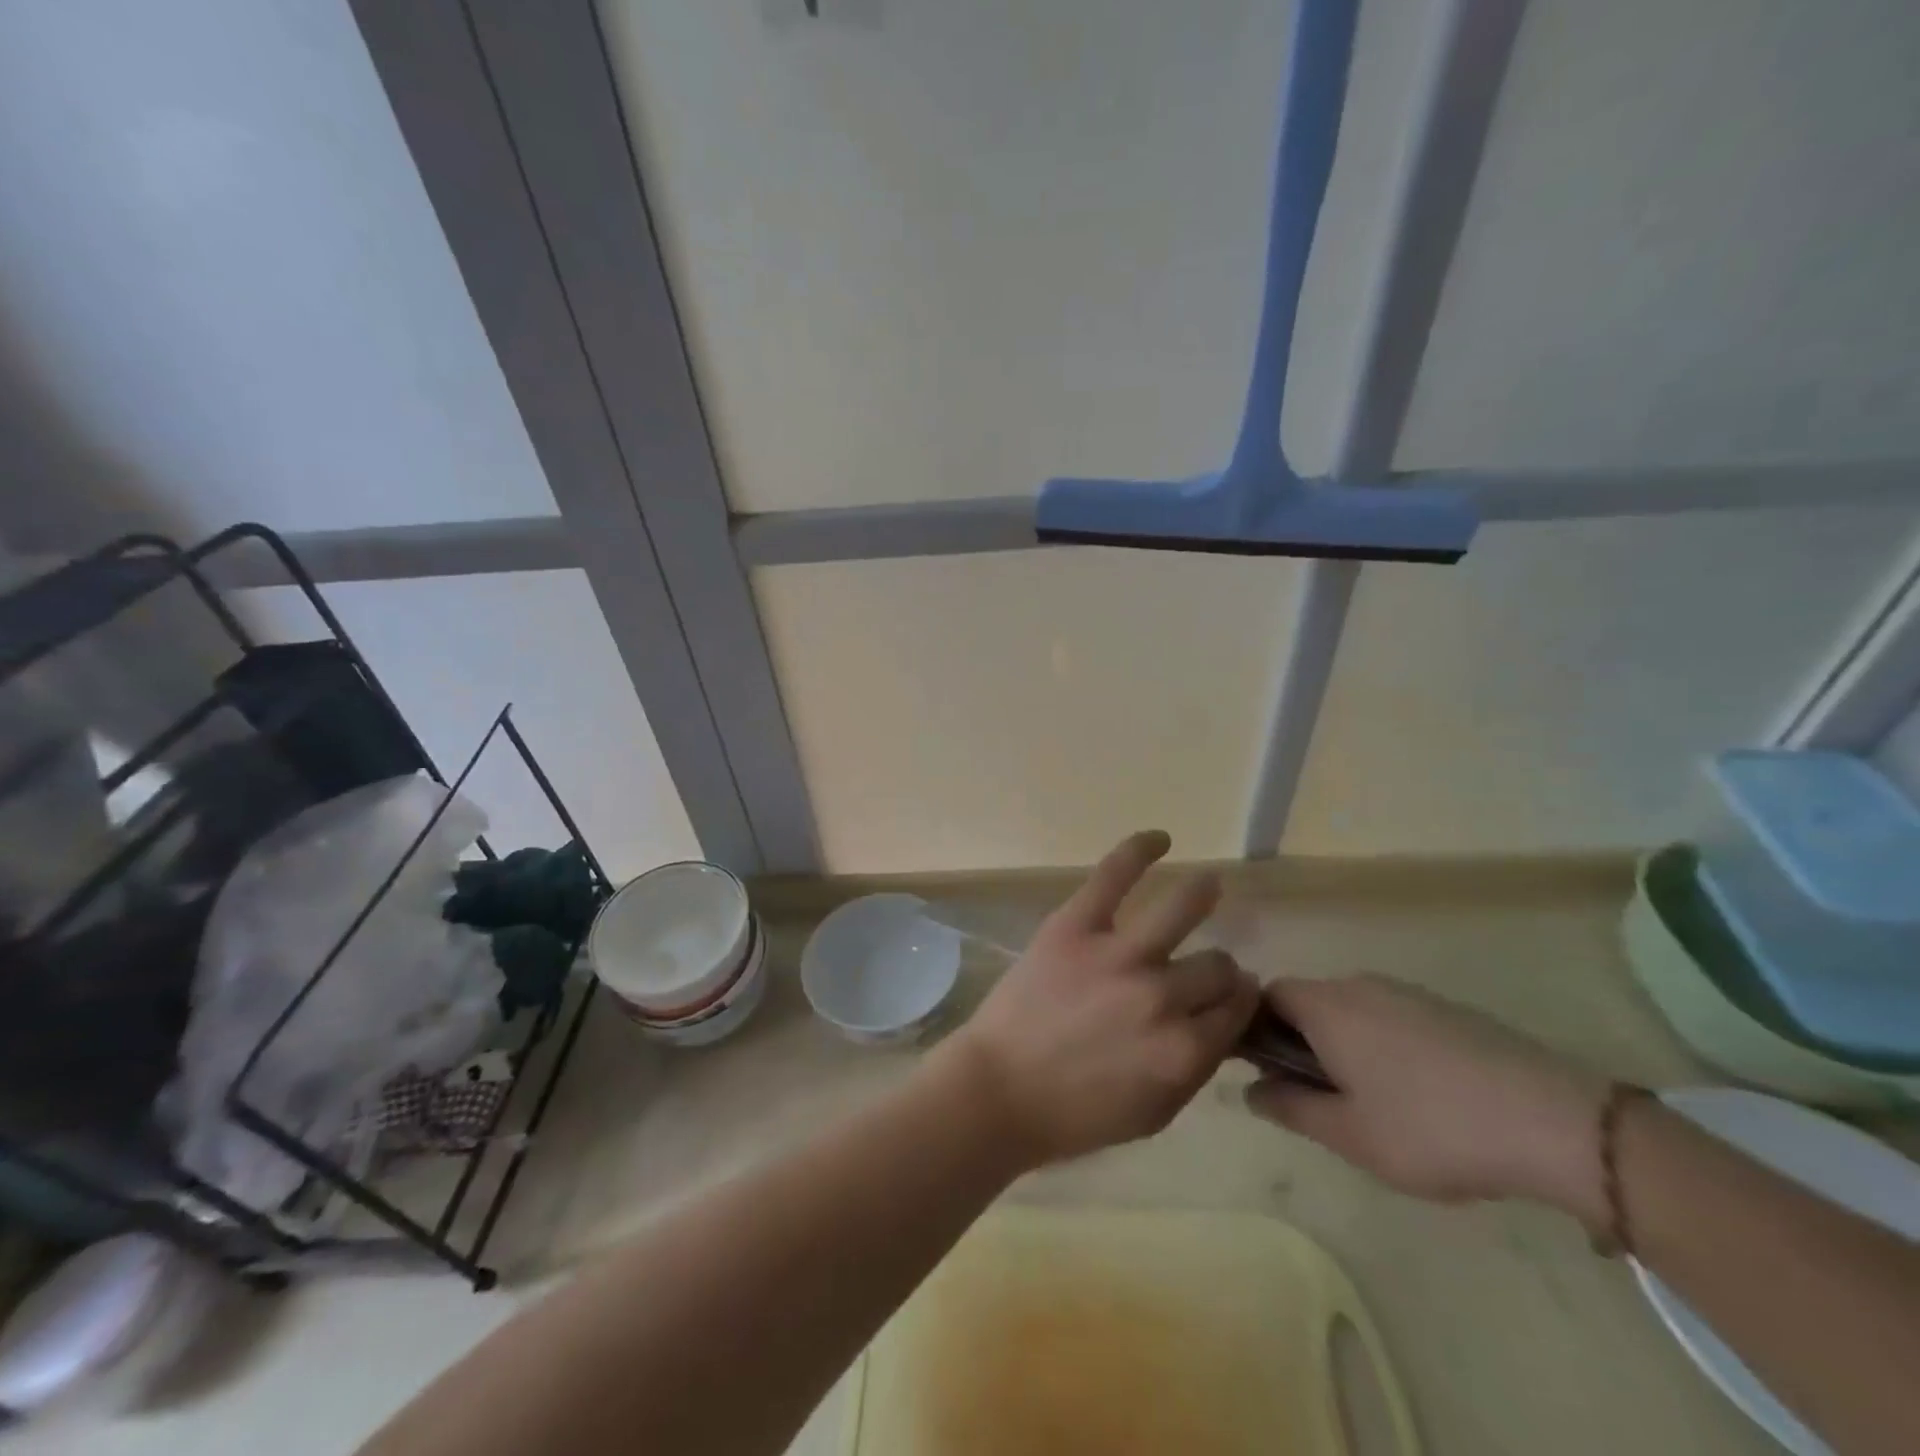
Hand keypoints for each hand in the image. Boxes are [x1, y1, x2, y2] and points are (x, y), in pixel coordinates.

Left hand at [940, 831, 1259, 1169]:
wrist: (997, 1091)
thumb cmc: (1073, 1115)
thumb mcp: (1153, 1114)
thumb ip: (1196, 1069)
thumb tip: (1222, 1026)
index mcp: (1183, 1050)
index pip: (1236, 1009)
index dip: (1236, 1001)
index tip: (1228, 996)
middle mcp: (1161, 996)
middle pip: (1217, 966)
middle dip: (1217, 970)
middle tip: (1201, 968)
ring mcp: (1117, 954)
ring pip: (1184, 909)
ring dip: (1202, 894)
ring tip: (1207, 885)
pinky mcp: (1075, 926)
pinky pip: (1114, 875)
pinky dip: (1139, 849)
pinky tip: (1160, 838)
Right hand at [1245, 976, 1607, 1220]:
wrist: (1555, 1121)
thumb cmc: (1431, 1128)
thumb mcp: (1349, 1134)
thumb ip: (1290, 1107)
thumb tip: (1249, 1090)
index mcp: (1326, 1006)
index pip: (1265, 995)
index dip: (1254, 1028)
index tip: (1268, 1074)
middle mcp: (1359, 985)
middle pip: (1308, 1001)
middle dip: (1300, 1043)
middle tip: (1319, 1100)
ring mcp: (1408, 993)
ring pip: (1352, 1012)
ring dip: (1344, 1047)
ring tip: (1372, 1106)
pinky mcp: (1448, 1010)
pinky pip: (1392, 1019)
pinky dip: (1384, 1048)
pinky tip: (1420, 1098)